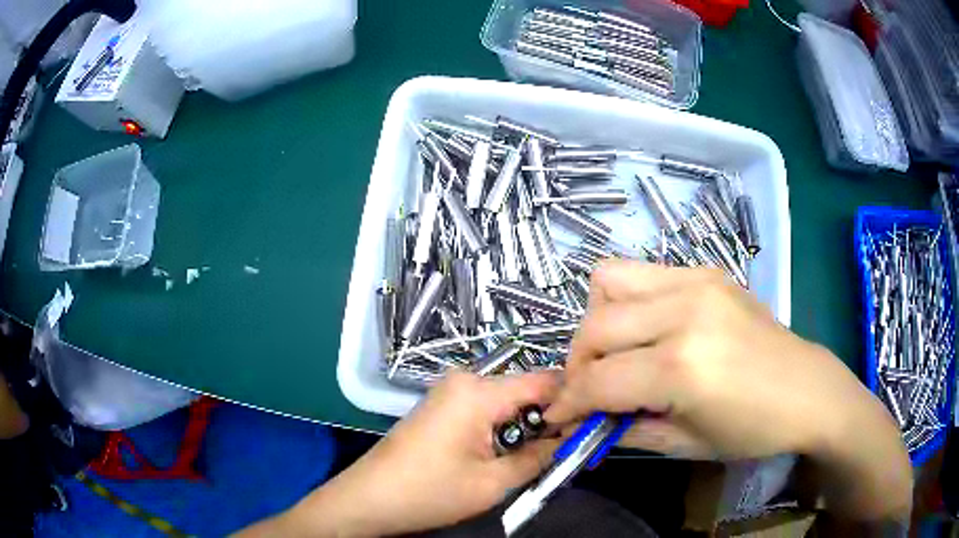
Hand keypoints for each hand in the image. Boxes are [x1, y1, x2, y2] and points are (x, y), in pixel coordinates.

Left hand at [280, 371, 559, 536]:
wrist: (369, 499)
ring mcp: (450, 393)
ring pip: (507, 402)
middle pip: (525, 391)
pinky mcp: (442, 406)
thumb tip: (569, 439)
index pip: (545, 382)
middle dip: (548, 420)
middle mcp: (465, 381)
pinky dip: (502, 429)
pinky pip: (485, 410)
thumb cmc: (429, 492)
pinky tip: (505, 454)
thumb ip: (538, 457)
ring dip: (525, 428)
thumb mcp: (493, 483)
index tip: (591, 425)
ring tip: (537, 458)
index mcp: (478, 391)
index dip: (573, 401)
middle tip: (567, 450)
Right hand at [546, 260, 897, 460]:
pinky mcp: (706, 270)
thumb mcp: (684, 445)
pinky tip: (648, 328)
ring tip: (617, 350)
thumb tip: (581, 419)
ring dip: (598, 322)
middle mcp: (684, 313)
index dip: (568, 402)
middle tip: (590, 388)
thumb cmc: (752, 430)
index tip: (557, 416)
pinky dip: (627, 300)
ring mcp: (696, 282)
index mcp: (682, 368)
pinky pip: (641, 271)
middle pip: (594, 327)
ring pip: (607, 282)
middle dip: (577, 364)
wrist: (807, 390)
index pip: (597, 380)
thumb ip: (624, 428)